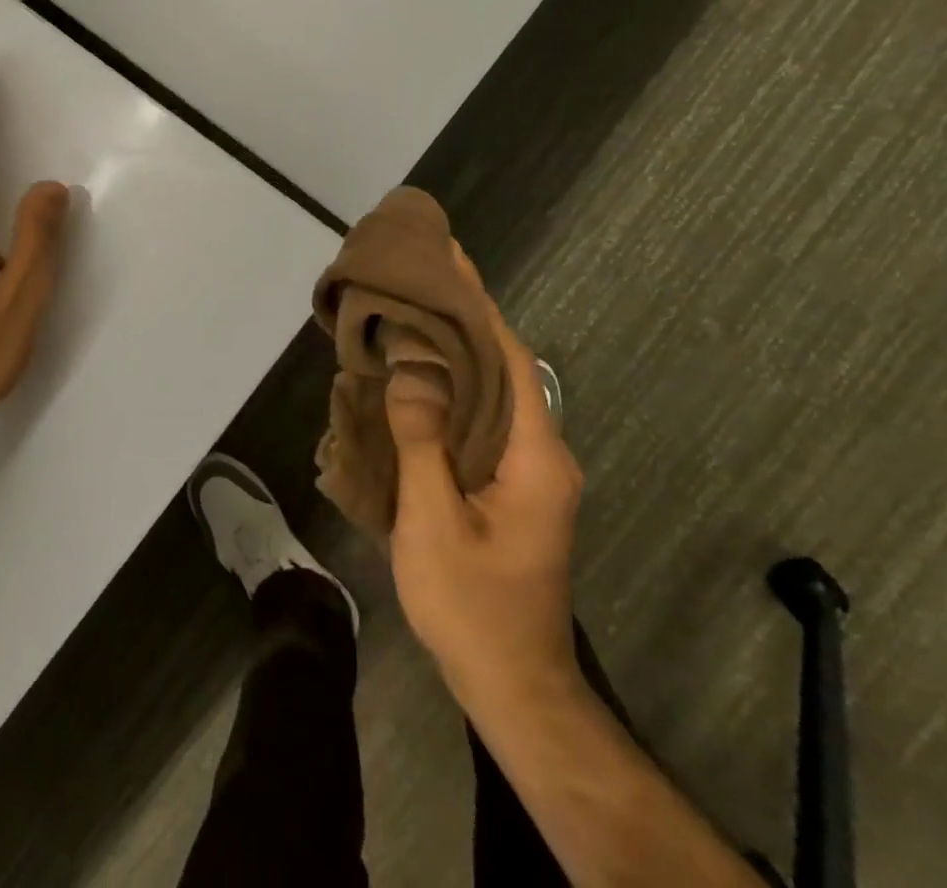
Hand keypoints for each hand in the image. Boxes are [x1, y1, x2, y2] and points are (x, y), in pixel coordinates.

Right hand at [388, 247, 582, 715]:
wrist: (513, 687)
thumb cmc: (473, 605)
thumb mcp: (435, 521)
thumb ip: (422, 440)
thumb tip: (411, 367)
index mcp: (535, 455)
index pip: (510, 358)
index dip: (480, 305)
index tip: (451, 258)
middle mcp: (539, 453)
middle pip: (502, 367)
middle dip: (462, 318)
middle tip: (418, 278)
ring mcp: (525, 472)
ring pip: (489, 393)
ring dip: (452, 352)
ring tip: (407, 314)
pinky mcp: (507, 487)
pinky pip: (478, 420)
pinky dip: (447, 390)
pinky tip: (412, 379)